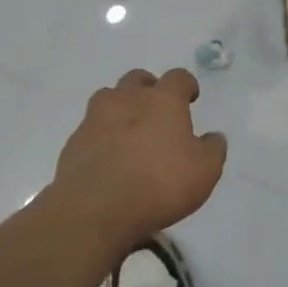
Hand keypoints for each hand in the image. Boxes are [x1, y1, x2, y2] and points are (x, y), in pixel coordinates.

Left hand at [50, 68, 226, 249]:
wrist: (95, 209)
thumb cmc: (159, 184)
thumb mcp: (205, 171)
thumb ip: (213, 149)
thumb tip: (213, 137)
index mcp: (163, 101)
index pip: (178, 77)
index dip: (186, 84)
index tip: (190, 97)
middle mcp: (128, 100)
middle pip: (137, 79)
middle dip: (149, 88)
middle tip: (157, 110)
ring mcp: (95, 119)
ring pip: (108, 98)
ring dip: (120, 107)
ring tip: (129, 131)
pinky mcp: (73, 143)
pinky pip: (90, 129)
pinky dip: (101, 136)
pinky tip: (108, 158)